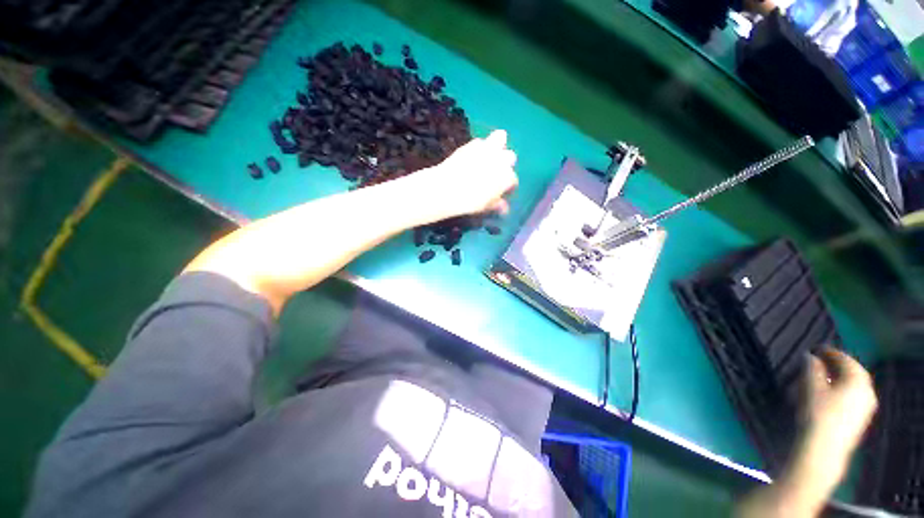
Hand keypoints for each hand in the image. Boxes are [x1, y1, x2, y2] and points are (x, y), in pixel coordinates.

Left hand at [418, 130, 517, 218]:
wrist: (447, 188)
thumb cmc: (470, 201)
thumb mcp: (486, 207)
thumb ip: (497, 204)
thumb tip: (504, 208)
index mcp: (507, 177)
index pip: (513, 181)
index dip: (508, 187)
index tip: (503, 192)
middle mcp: (501, 160)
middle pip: (510, 157)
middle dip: (506, 164)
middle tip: (496, 173)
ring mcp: (487, 149)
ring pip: (500, 138)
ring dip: (497, 146)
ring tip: (489, 155)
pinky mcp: (472, 144)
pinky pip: (480, 141)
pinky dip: (479, 147)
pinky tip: (473, 155)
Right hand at [801, 348, 877, 477]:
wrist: (824, 448)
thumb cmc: (817, 413)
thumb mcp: (811, 388)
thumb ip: (812, 369)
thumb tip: (810, 356)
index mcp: (857, 380)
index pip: (845, 360)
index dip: (830, 352)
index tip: (817, 348)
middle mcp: (867, 391)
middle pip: (853, 372)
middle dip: (838, 365)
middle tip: (821, 359)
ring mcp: (866, 406)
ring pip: (854, 385)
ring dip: (840, 377)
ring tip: (824, 374)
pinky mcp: (860, 417)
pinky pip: (854, 395)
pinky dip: (843, 388)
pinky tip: (831, 392)